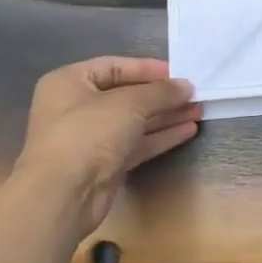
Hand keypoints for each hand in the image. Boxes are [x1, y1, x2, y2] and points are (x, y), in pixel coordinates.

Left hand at [13, 57, 201, 238]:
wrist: (62, 195)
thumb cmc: (88, 134)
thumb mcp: (129, 104)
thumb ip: (160, 91)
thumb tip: (186, 86)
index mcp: (70, 83)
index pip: (114, 66)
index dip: (147, 68)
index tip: (179, 73)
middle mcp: (77, 107)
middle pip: (127, 95)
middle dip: (162, 95)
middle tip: (194, 94)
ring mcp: (90, 138)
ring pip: (134, 121)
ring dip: (166, 116)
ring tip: (198, 111)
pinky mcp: (103, 164)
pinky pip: (136, 143)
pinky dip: (160, 136)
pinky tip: (188, 130)